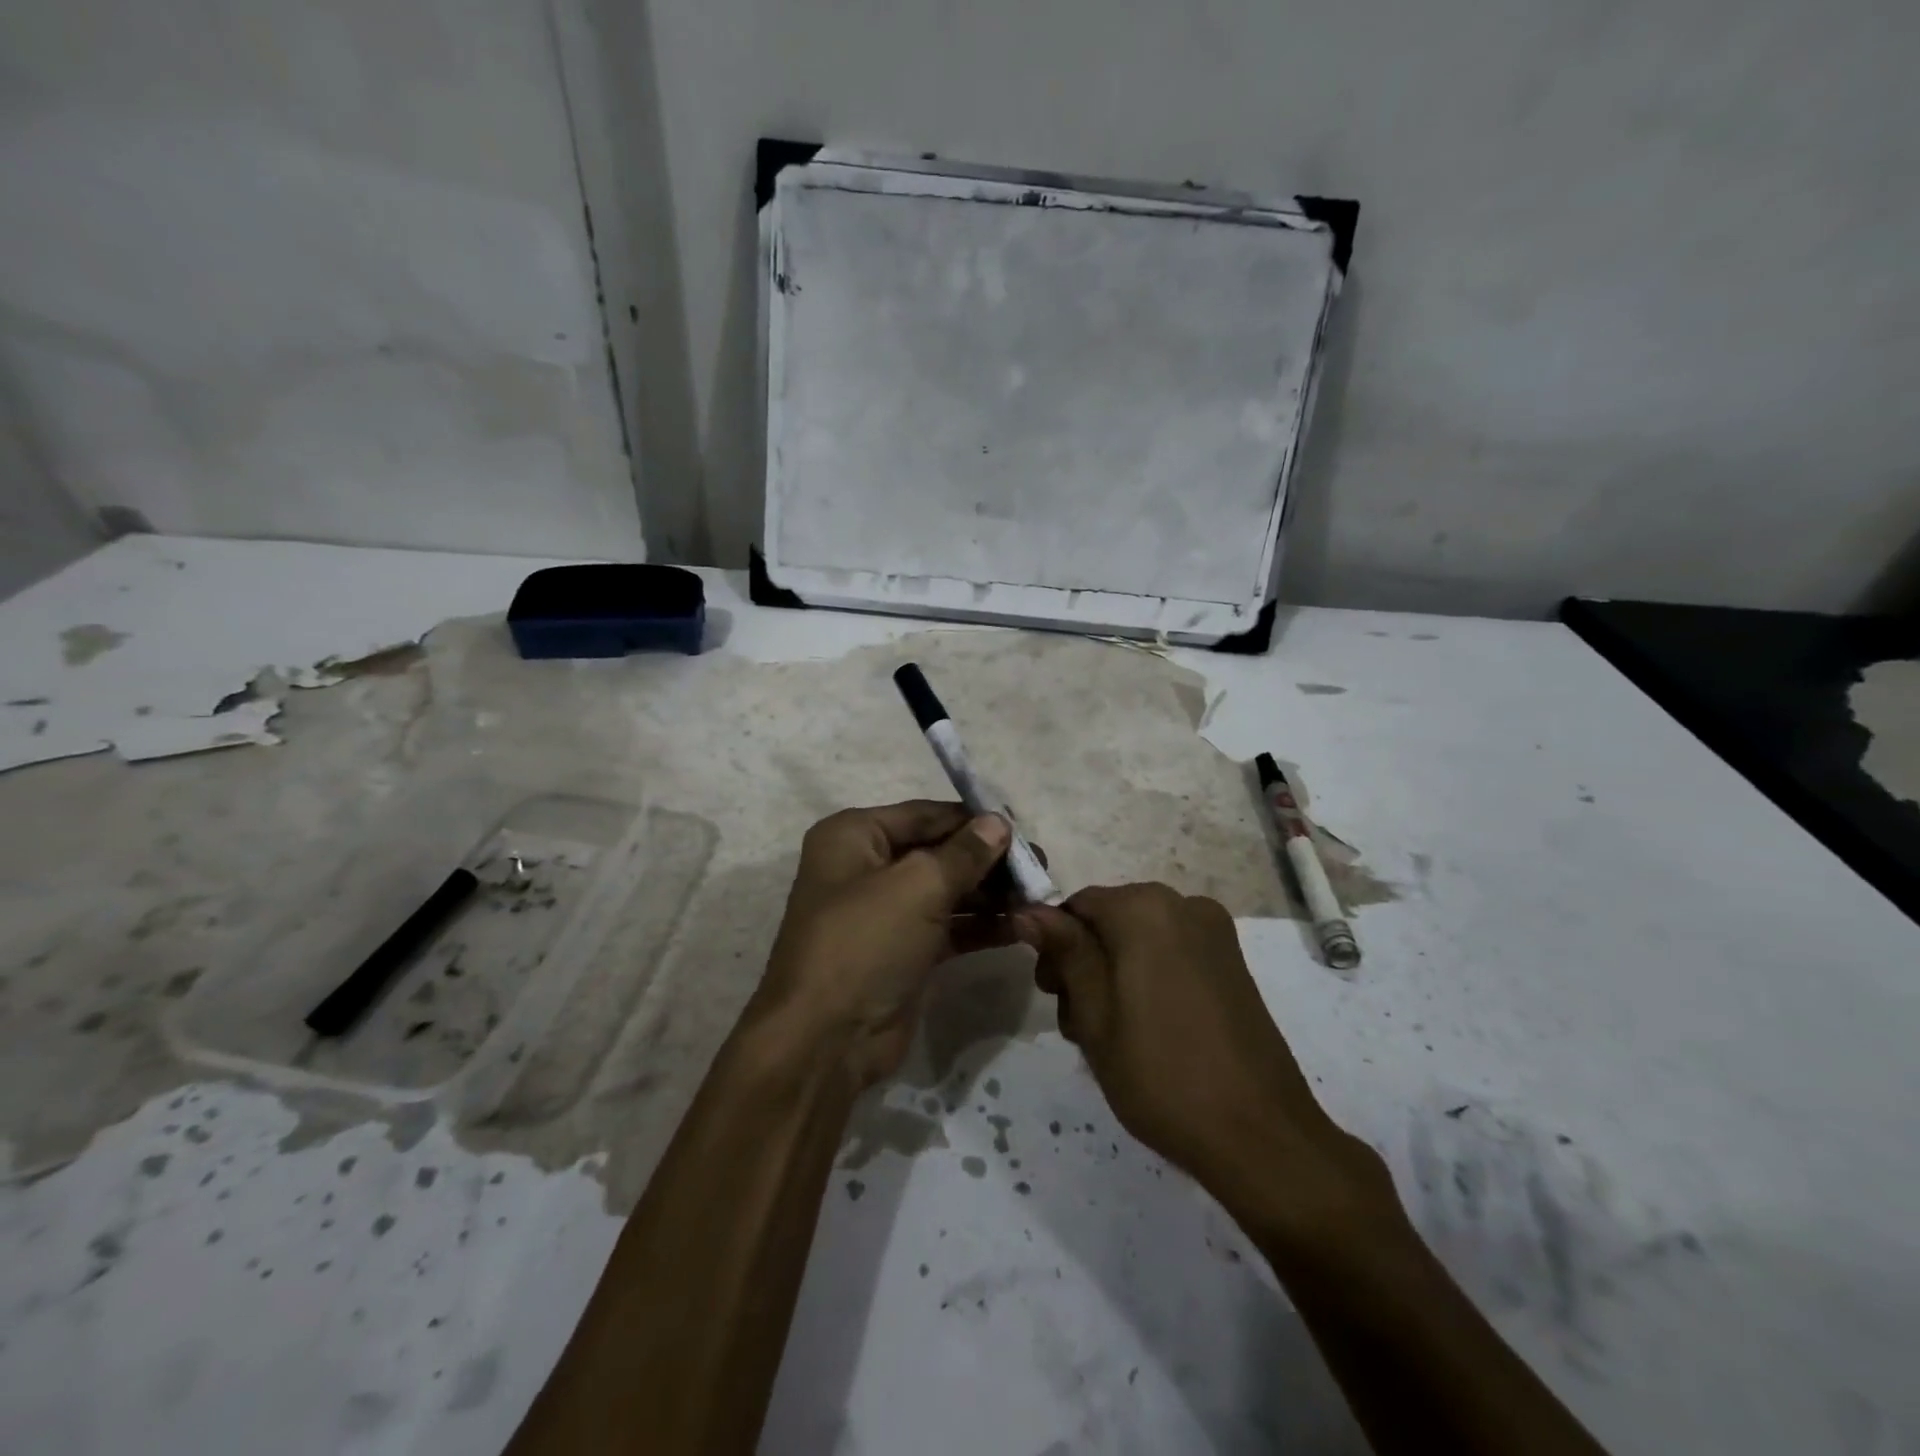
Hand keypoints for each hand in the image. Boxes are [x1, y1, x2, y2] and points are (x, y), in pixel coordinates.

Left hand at [754, 801, 1017, 1087]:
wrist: (827, 1040)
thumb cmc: (865, 942)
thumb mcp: (918, 886)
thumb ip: (964, 853)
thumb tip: (998, 822)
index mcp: (853, 836)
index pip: (924, 815)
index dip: (973, 820)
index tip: (1022, 829)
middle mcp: (866, 867)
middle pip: (937, 851)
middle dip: (987, 860)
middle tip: (1039, 866)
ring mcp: (884, 912)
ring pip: (946, 890)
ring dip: (990, 893)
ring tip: (1038, 895)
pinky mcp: (902, 951)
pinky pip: (948, 926)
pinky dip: (980, 925)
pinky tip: (1020, 925)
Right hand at [1015, 884, 1386, 1228]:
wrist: (1259, 1133)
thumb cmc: (1161, 1073)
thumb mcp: (1094, 1014)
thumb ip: (1065, 952)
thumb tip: (1028, 910)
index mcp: (1144, 908)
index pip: (1077, 905)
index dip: (1054, 946)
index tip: (1050, 995)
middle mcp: (1183, 904)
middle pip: (1109, 919)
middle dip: (1085, 963)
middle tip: (1078, 1025)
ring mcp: (1214, 932)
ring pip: (1140, 938)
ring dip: (1114, 974)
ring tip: (1112, 1037)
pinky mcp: (1233, 962)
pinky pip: (1172, 952)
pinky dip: (1149, 978)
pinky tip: (1149, 1029)